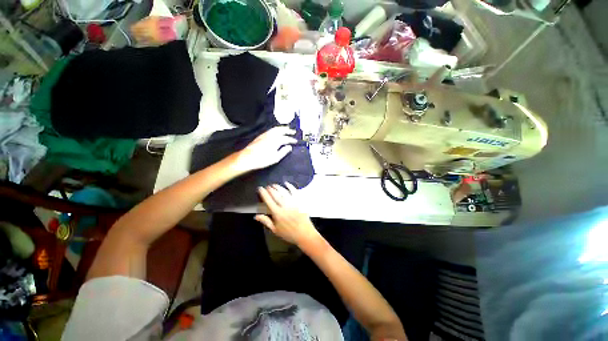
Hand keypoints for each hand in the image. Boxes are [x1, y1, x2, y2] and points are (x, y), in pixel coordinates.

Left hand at [235, 126, 296, 172]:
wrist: (248, 157)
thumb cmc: (263, 159)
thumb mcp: (275, 158)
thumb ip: (284, 151)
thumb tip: (289, 147)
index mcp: (276, 140)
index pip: (286, 138)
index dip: (292, 140)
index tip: (296, 141)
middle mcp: (271, 135)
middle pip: (281, 130)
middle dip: (288, 130)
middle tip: (293, 131)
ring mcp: (265, 134)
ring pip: (276, 128)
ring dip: (282, 128)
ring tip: (286, 129)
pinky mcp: (261, 135)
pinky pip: (271, 130)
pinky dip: (276, 129)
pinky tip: (277, 132)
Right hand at [255, 183, 321, 247]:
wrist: (304, 234)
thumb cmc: (289, 233)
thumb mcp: (275, 230)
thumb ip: (266, 221)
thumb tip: (256, 216)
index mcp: (277, 213)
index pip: (268, 200)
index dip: (263, 193)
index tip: (260, 189)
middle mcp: (284, 206)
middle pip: (276, 194)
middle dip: (270, 189)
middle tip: (267, 186)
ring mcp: (293, 203)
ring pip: (284, 192)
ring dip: (278, 187)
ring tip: (274, 185)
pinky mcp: (300, 201)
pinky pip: (294, 191)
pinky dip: (290, 186)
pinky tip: (286, 184)